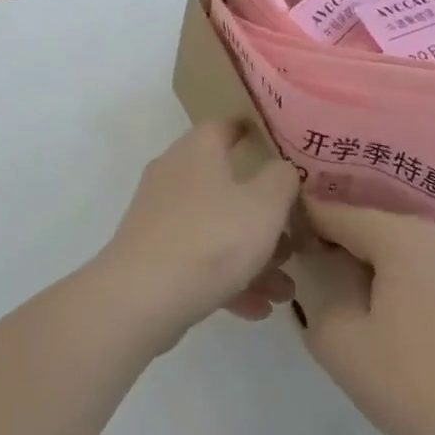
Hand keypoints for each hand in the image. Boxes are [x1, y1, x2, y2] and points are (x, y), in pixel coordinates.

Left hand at [99, 120, 301, 346]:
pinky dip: (227, 280)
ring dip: (252, 257)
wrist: (141, 299)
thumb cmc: (212, 239)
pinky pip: (198, 261)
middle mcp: (173, 177)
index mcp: (197, 152)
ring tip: (284, 291)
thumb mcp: (265, 205)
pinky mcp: (151, 256)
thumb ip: (282, 179)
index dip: (251, 131)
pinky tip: (256, 309)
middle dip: (264, 216)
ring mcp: (159, 218)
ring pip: (216, 229)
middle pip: (226, 186)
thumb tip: (282, 169)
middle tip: (293, 239)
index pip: (224, 125)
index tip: (277, 143)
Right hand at [295, 200, 434, 434]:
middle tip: (315, 264)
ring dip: (381, 262)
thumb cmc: (407, 383)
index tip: (287, 233)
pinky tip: (401, 314)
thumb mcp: (337, 337)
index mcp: (406, 238)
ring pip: (413, 248)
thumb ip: (319, 285)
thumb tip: (322, 262)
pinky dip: (413, 280)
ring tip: (355, 290)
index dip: (310, 219)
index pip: (344, 214)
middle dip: (346, 241)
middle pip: (381, 226)